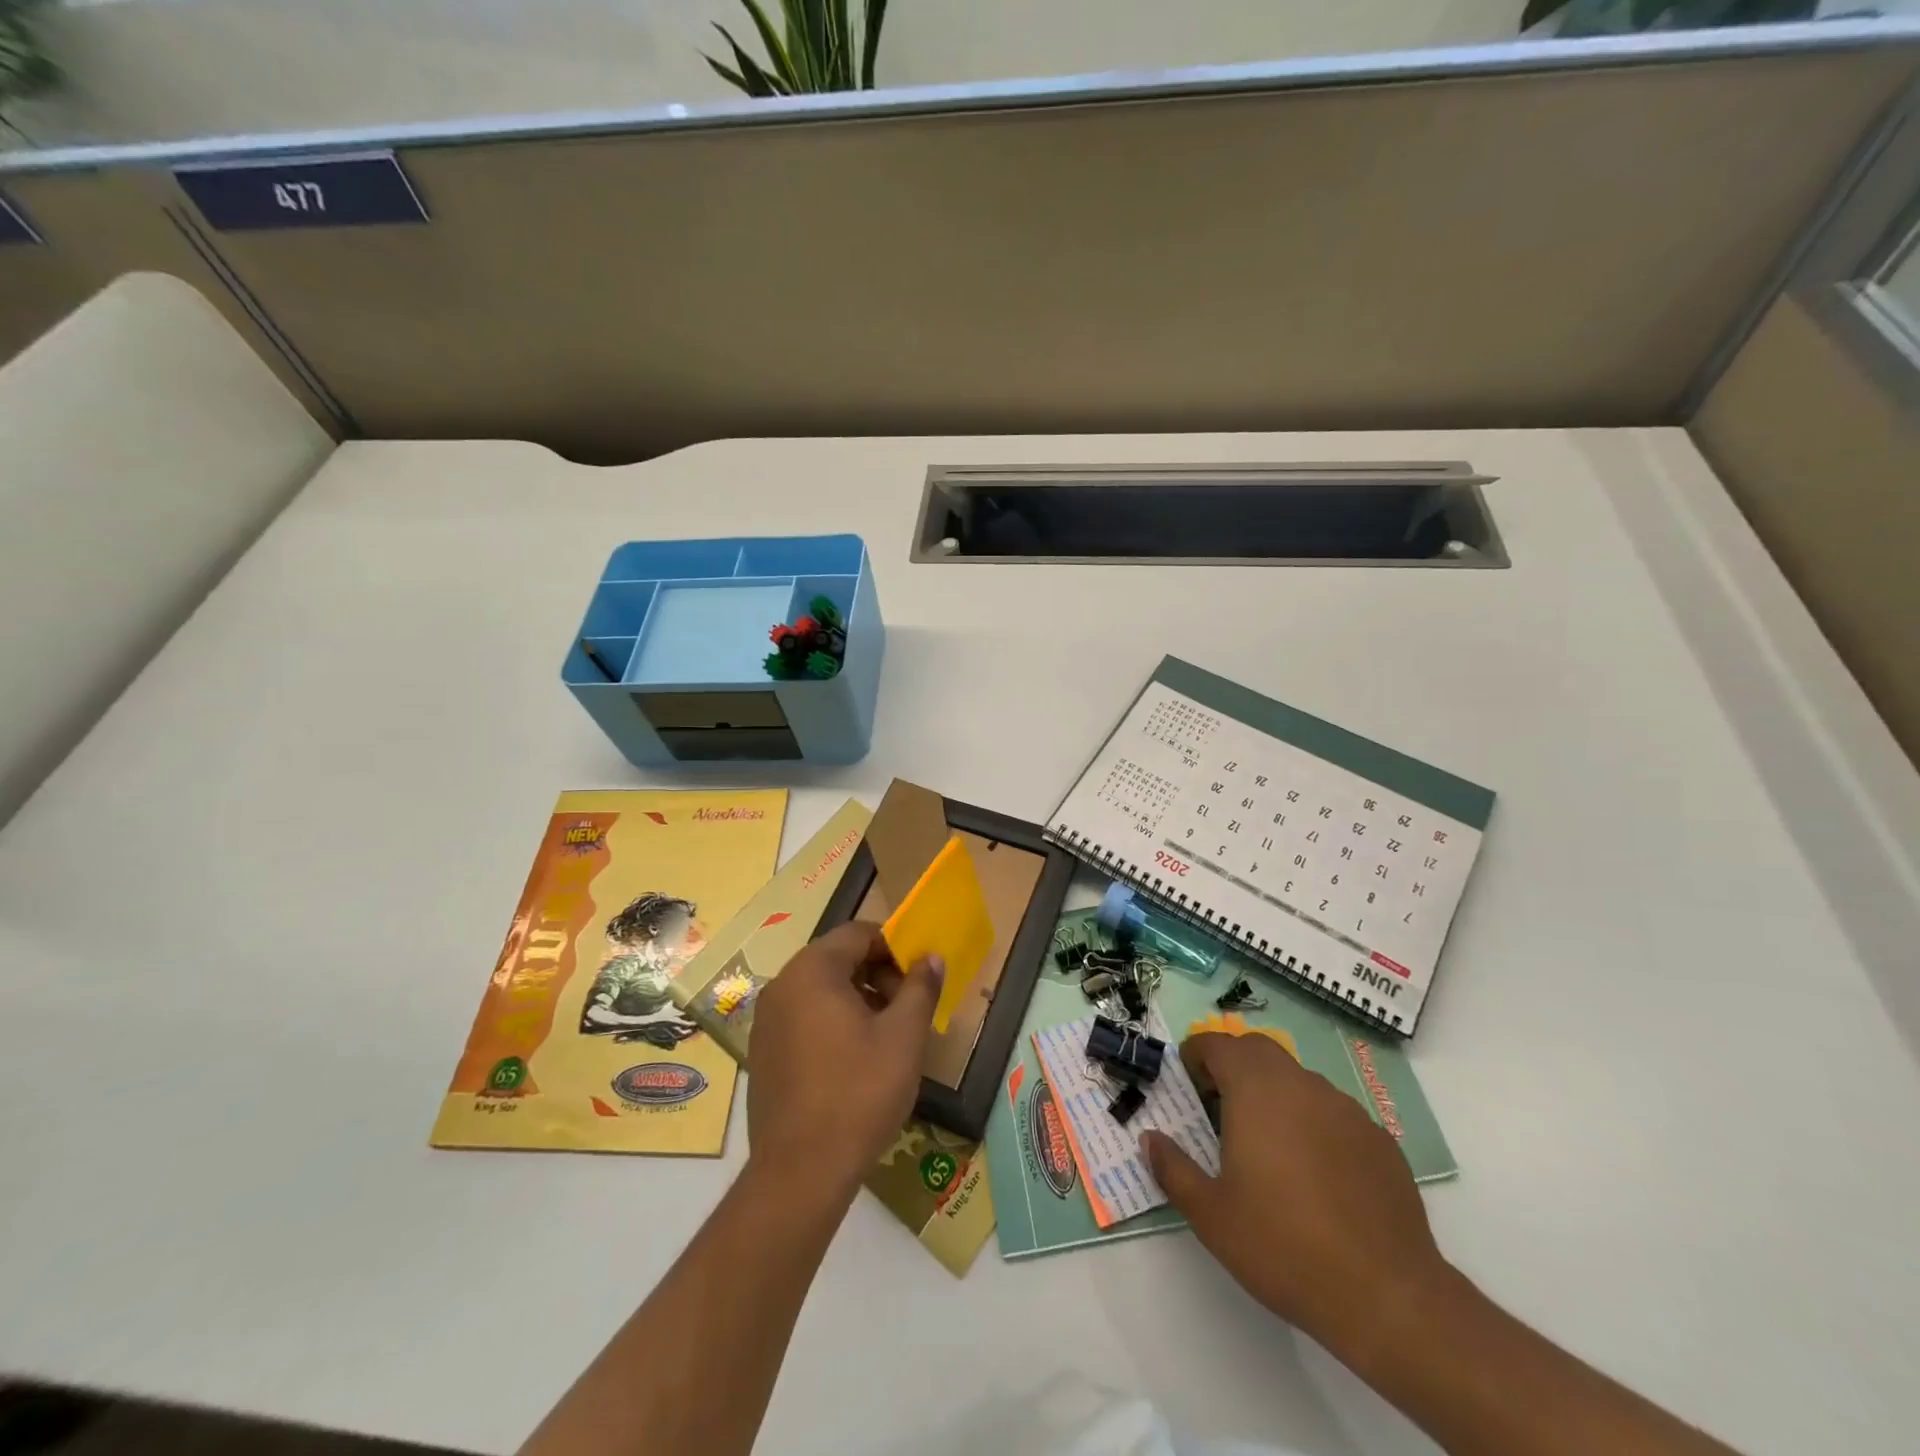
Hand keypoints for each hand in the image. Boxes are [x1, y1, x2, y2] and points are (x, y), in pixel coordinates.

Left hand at [745, 923, 943, 1209]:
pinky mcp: (762, 1052)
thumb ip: (920, 988)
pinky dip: (832, 1022)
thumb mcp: (904, 1036)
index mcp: (812, 970)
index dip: (894, 949)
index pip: (858, 934)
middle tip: (906, 1010)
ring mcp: (767, 1020)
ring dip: (857, 999)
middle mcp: (782, 985)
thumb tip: (931, 957)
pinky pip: (803, 1017)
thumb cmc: (859, 1093)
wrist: (800, 1172)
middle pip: (837, 958)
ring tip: (886, 1037)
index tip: (918, 979)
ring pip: (820, 989)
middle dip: (877, 975)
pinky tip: (855, 1060)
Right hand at [1141, 1032, 1448, 1356]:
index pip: (1218, 1045)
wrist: (1386, 1295)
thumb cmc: (1283, 1246)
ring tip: (1268, 1144)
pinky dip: (1313, 1123)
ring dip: (1275, 1093)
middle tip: (1220, 1106)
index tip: (1188, 1083)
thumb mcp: (1210, 1214)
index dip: (1197, 1055)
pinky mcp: (1379, 1139)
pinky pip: (1333, 1113)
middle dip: (1234, 1065)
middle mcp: (1301, 1085)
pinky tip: (1315, 1174)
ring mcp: (1346, 1109)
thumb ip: (1173, 1168)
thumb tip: (1149, 1139)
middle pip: (1259, 1050)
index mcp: (1256, 1090)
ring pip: (1299, 1080)